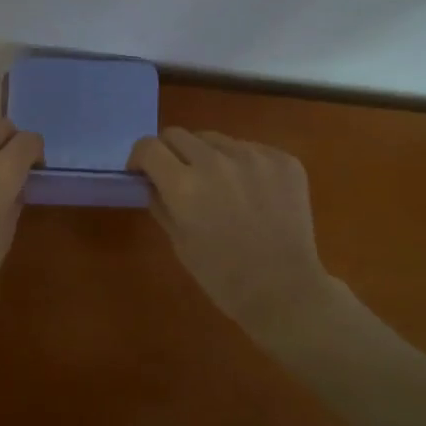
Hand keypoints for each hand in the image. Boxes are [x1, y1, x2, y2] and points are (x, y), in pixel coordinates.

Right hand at [128, 127, 335, 330]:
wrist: (285, 290)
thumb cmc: (222, 276)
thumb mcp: (178, 242)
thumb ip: (160, 203)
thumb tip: (152, 180)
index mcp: (184, 185)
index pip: (148, 147)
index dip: (140, 158)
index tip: (144, 172)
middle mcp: (216, 161)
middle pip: (178, 134)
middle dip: (170, 153)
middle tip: (179, 177)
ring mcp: (254, 156)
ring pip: (215, 140)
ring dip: (208, 156)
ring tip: (221, 186)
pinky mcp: (283, 160)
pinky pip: (250, 149)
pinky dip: (242, 165)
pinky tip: (253, 193)